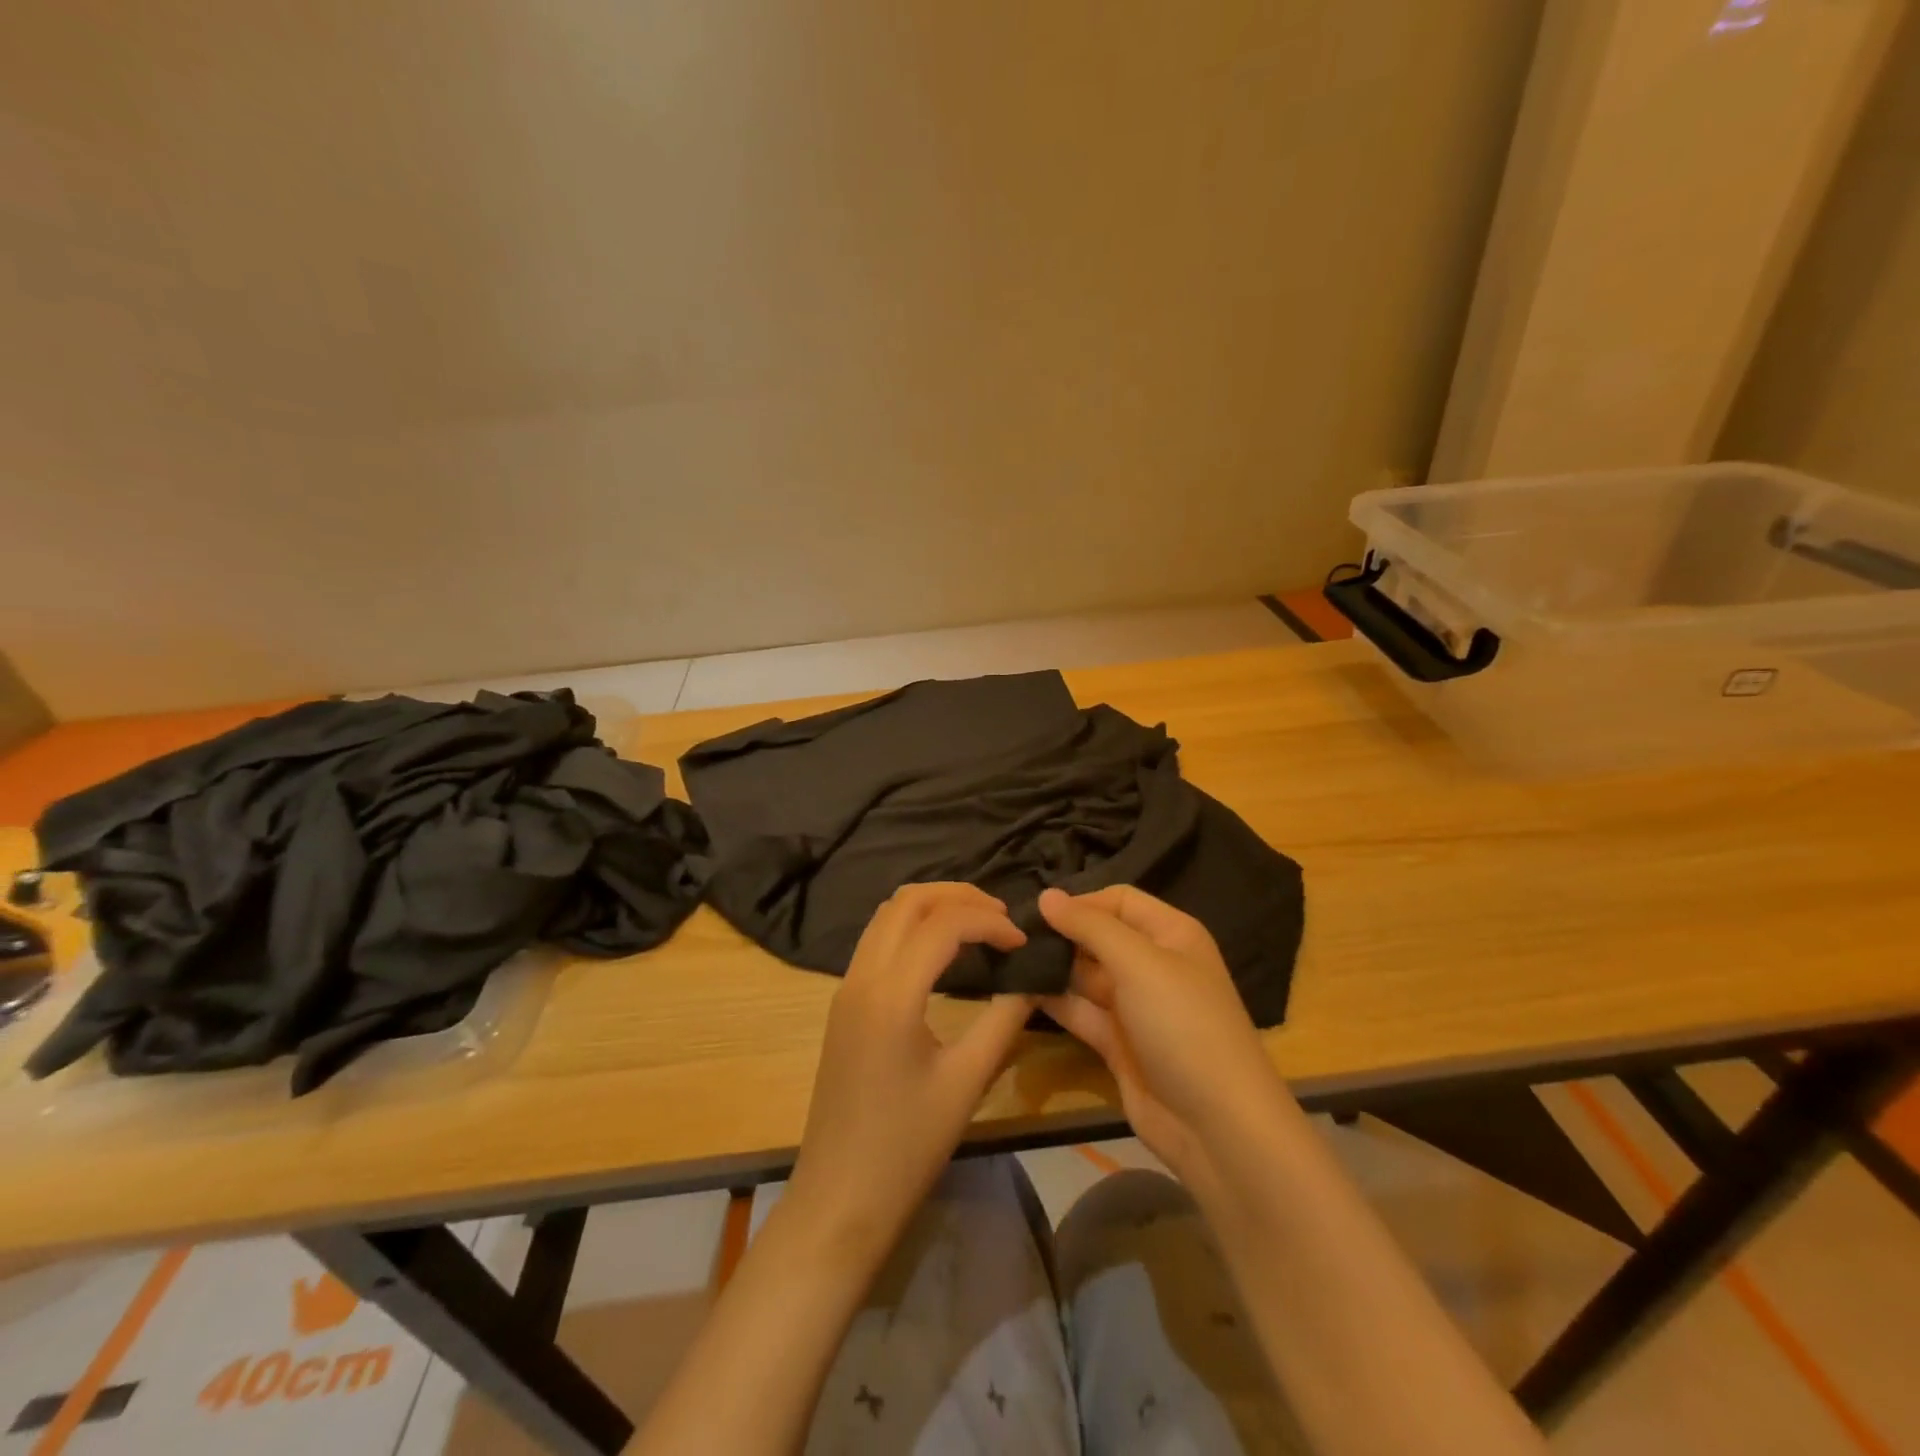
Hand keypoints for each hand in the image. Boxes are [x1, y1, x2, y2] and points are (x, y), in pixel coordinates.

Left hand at [785, 883, 1035, 1265]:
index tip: (1022, 943)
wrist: (839, 1198)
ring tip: (977, 925)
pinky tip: (943, 953)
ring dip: (932, 907)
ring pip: (887, 915)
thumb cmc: (906, 1147)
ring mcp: (846, 987)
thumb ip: (1004, 1019)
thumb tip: (1033, 978)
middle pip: (907, 901)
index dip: (989, 921)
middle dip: (958, 896)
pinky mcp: (843, 1003)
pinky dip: (913, 927)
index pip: (943, 924)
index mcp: (891, 994)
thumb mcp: (967, 1082)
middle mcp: (862, 976)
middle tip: (1000, 917)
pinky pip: (877, 940)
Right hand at [1037, 886, 1291, 1196]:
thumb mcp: (1138, 963)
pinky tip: (1016, 992)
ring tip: (1007, 960)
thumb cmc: (1182, 1026)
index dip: (1081, 902)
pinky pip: (1080, 1012)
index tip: (1037, 912)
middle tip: (1012, 937)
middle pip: (1099, 937)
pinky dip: (1053, 1002)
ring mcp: (1135, 1006)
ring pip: (1085, 975)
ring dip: (1052, 968)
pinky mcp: (1117, 1043)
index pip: (1120, 900)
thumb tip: (1046, 895)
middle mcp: (1153, 964)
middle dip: (1061, 935)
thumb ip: (1090, 926)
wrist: (1217, 1126)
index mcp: (1171, 934)